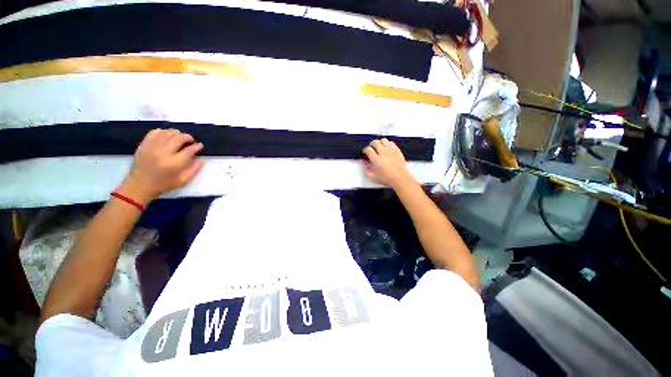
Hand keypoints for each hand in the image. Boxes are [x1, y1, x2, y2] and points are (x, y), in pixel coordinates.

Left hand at [117, 129, 204, 203]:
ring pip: (168, 133)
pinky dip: (163, 131)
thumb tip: (202, 158)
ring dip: (177, 133)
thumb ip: (194, 168)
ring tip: (180, 138)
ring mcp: (152, 147)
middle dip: (188, 137)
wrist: (139, 184)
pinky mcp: (144, 144)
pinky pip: (155, 132)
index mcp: (174, 163)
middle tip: (191, 141)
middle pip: (179, 138)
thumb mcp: (182, 179)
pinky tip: (167, 135)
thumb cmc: (163, 184)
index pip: (189, 150)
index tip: (200, 146)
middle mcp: (163, 153)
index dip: (197, 146)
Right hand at [362, 139, 414, 188]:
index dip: (365, 150)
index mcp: (377, 160)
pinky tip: (386, 148)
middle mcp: (384, 153)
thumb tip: (363, 162)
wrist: (400, 178)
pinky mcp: (397, 150)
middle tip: (371, 148)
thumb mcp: (373, 176)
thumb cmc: (387, 179)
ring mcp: (391, 151)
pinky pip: (391, 142)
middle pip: (375, 142)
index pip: (368, 149)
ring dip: (380, 143)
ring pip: (383, 140)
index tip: (366, 152)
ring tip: (379, 147)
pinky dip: (387, 144)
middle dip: (371, 144)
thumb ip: (366, 169)